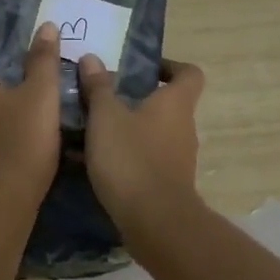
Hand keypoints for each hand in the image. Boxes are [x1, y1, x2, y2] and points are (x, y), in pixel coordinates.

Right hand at [76, 52, 205, 231]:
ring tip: (91, 130)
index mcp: (175, 103)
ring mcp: (177, 158)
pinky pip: (144, 158)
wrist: (154, 221)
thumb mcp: (105, 117)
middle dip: (135, 99)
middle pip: (166, 104)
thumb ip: (98, 87)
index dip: (169, 66)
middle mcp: (183, 127)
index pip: (189, 74)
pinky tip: (93, 161)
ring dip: (126, 128)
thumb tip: (92, 58)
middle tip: (102, 98)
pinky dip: (124, 154)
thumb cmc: (131, 158)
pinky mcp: (166, 183)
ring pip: (152, 132)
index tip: (142, 69)